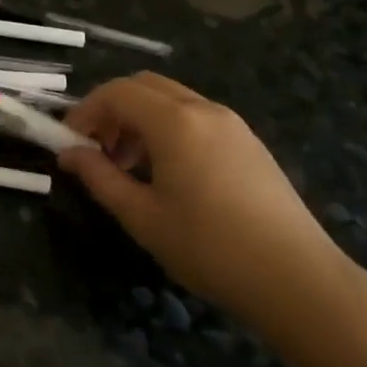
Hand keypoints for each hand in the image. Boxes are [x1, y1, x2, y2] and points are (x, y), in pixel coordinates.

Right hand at [57, 73, 357, 338]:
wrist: (298, 280)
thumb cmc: (210, 248)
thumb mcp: (143, 217)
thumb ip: (100, 178)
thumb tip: (69, 154)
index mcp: (174, 122)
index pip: (116, 92)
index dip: (85, 111)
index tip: (69, 143)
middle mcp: (203, 109)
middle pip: (143, 86)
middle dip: (112, 110)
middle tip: (96, 150)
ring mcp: (232, 123)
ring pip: (171, 100)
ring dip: (139, 120)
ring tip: (128, 167)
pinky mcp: (249, 142)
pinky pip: (196, 117)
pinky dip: (168, 129)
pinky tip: (168, 174)